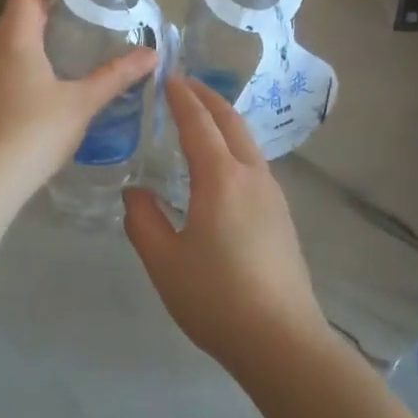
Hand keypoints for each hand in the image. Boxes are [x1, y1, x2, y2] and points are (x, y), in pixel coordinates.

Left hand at [0, 0, 156, 200]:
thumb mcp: (81, 102)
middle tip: (84, 13)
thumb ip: (115, 76)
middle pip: (17, 12)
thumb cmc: (34, 132)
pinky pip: (2, 61)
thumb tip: (151, 55)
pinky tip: (48, 80)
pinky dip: (25, 56)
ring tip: (70, 43)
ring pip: (7, 38)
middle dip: (48, 7)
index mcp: (14, 38)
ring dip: (35, 33)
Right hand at [123, 77, 329, 380]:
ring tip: (200, 119)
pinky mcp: (282, 216)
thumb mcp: (163, 261)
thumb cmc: (216, 298)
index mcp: (221, 178)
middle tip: (184, 85)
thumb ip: (143, 220)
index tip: (168, 77)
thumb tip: (135, 192)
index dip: (181, 97)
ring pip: (247, 142)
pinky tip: (221, 165)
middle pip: (230, 122)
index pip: (199, 123)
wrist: (281, 340)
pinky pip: (254, 163)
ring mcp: (273, 195)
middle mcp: (252, 176)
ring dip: (223, 121)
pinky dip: (234, 145)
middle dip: (207, 98)